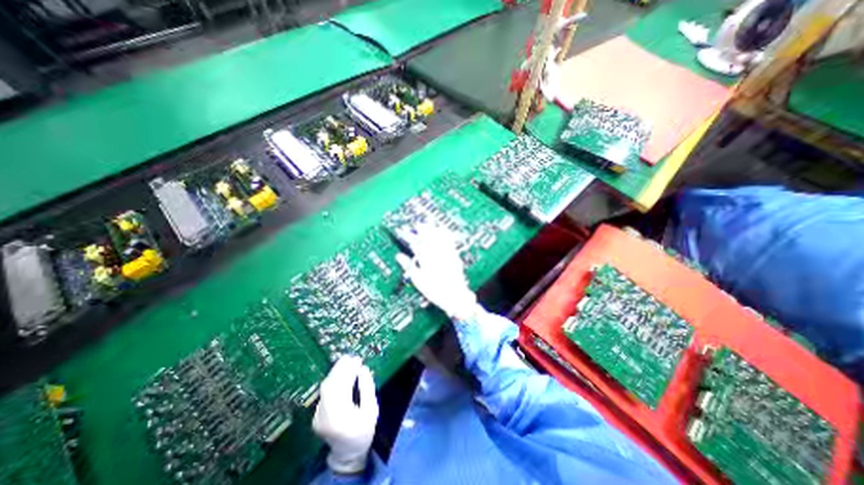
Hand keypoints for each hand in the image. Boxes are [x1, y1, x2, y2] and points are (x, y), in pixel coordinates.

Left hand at [313, 357, 376, 472]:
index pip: (342, 387)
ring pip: (325, 388)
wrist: (347, 453)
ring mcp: (318, 416)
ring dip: (335, 372)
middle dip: (340, 368)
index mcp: (340, 415)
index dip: (349, 371)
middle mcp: (325, 415)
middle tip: (351, 357)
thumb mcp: (371, 410)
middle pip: (330, 385)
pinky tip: (341, 374)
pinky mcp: (316, 415)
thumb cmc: (363, 431)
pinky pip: (324, 393)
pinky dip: (333, 381)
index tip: (358, 360)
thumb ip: (367, 388)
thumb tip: (363, 369)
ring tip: (346, 362)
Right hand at [395, 224, 482, 321]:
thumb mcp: (418, 280)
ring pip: (438, 237)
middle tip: (416, 225)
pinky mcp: (454, 255)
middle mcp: (436, 254)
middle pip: (428, 237)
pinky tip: (442, 230)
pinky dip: (445, 234)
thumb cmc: (434, 290)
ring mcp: (446, 253)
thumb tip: (399, 256)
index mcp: (426, 259)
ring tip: (427, 225)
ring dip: (432, 229)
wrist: (454, 296)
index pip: (415, 243)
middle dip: (421, 229)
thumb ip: (408, 266)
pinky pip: (449, 241)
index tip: (404, 232)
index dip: (408, 236)